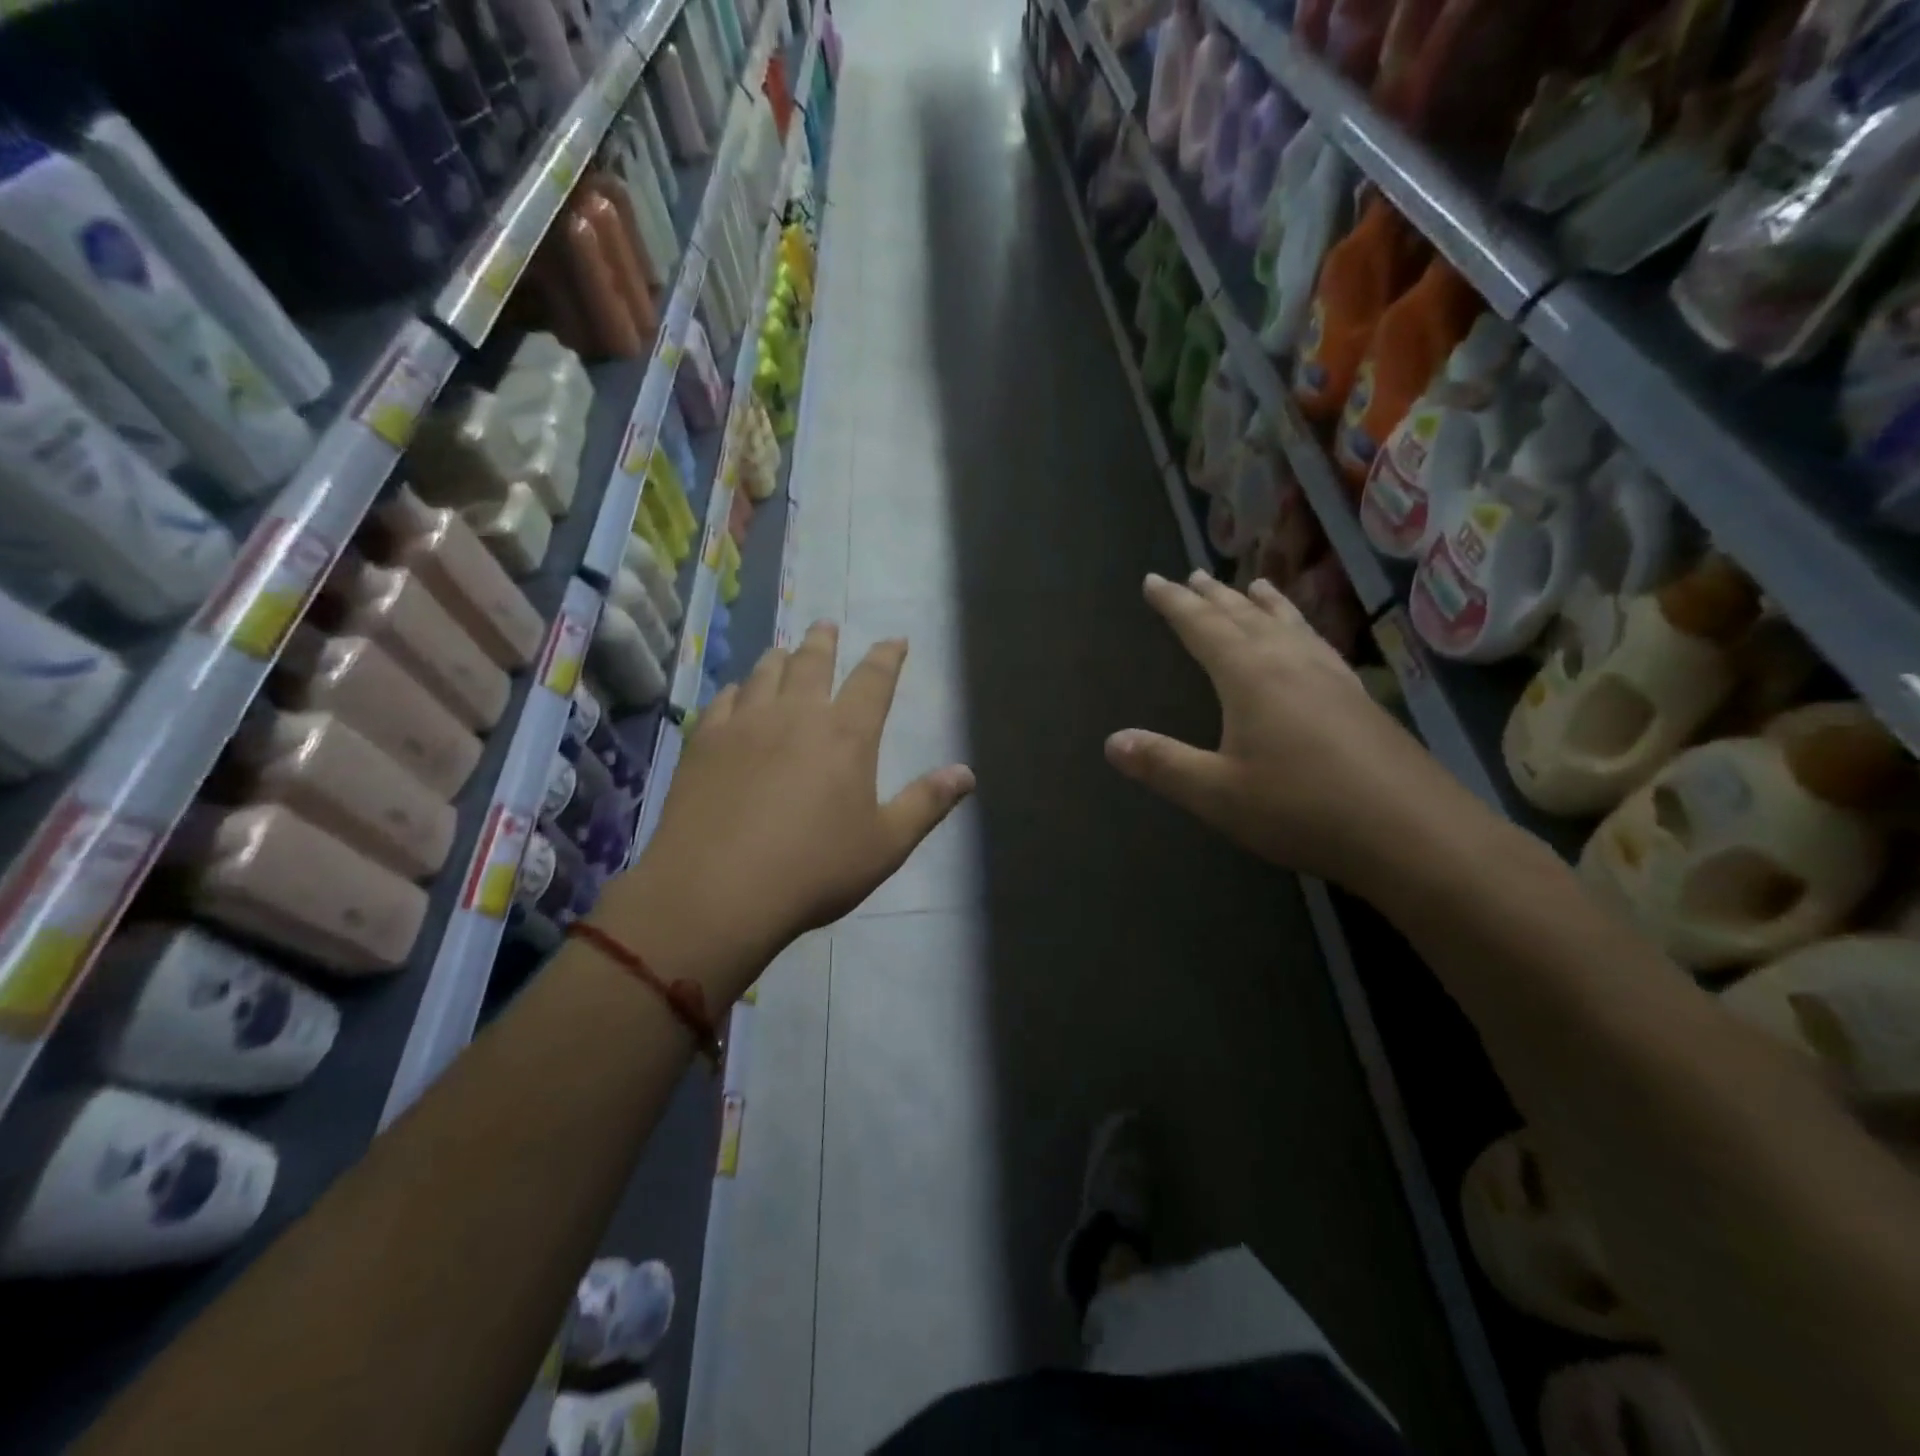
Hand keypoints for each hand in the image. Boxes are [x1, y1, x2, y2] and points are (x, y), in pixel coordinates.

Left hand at [601, 622, 973, 1001]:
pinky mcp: (704, 743)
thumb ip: (926, 804)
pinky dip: (737, 690)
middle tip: (827, 625)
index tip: (895, 640)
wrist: (717, 891)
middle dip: (824, 642)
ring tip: (784, 649)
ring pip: (765, 673)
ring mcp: (745, 724)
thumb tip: (966, 772)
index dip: (887, 656)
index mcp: (846, 735)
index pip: (874, 680)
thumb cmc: (814, 870)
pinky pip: (723, 701)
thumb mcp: (885, 845)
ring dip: (779, 657)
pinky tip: (736, 694)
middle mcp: (796, 714)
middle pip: (812, 662)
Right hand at [1105, 570, 1465, 887]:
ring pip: (1288, 623)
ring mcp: (1331, 675)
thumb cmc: (1302, 809)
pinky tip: (1308, 639)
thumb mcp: (1217, 793)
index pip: (1202, 627)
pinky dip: (1300, 626)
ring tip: (1252, 583)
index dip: (1174, 604)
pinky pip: (1318, 642)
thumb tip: (1111, 741)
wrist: (1412, 831)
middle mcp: (1290, 661)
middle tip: (1192, 575)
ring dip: (1262, 604)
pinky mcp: (1359, 696)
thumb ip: (1163, 764)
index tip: (1153, 580)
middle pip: (1244, 616)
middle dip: (1213, 596)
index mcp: (1250, 675)